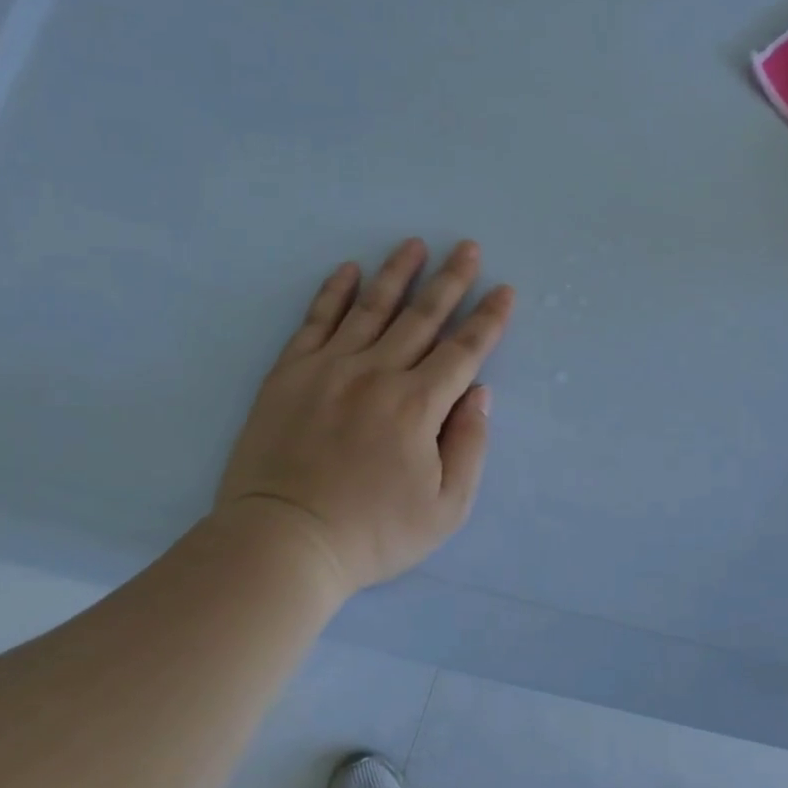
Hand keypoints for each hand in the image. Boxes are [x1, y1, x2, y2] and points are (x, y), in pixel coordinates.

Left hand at [217, 239, 514, 593]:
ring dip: (397, 273)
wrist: (282, 543)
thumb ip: (470, 445)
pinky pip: (316, 321)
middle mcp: (377, 373)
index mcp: (418, 405)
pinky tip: (348, 270)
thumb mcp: (446, 508)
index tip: (504, 290)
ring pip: (371, 308)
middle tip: (467, 247)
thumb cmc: (372, 533)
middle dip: (451, 280)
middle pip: (423, 316)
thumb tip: (479, 393)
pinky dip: (334, 292)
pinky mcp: (290, 373)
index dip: (489, 319)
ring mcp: (329, 368)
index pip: (464, 351)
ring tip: (414, 244)